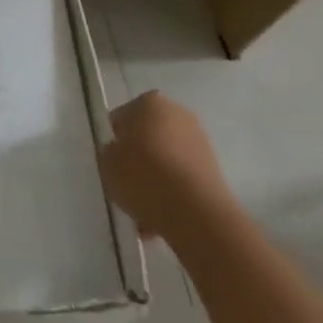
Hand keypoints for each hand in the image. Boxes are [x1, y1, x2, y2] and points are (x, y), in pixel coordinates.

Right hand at [99, 91, 231, 241]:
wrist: (196, 213)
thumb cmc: (144, 177)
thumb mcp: (107, 164)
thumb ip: (109, 153)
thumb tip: (119, 152)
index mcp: (149, 102)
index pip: (122, 118)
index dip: (116, 142)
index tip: (113, 164)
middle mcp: (177, 113)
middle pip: (147, 138)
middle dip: (138, 161)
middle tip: (128, 187)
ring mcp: (199, 141)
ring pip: (166, 160)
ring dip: (155, 181)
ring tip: (144, 214)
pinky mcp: (214, 169)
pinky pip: (183, 178)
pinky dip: (173, 194)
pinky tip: (161, 220)